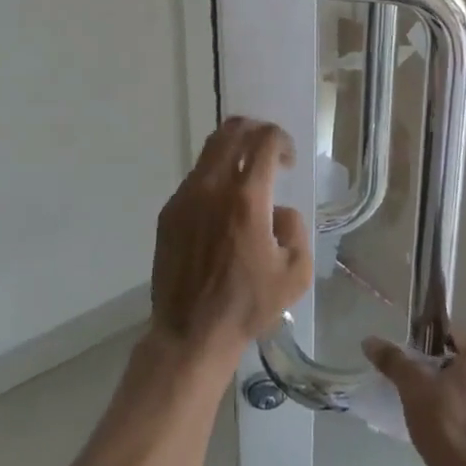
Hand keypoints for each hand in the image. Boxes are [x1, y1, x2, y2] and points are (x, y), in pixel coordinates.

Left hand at [150, 118, 312, 379]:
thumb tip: (277, 209)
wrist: (191, 334)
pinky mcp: (169, 211)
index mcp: (247, 198)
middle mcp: (214, 187)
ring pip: (210, 151)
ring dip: (233, 151)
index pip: (265, 141)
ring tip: (245, 173)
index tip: (288, 160)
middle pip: (233, 131)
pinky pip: (195, 178)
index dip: (282, 141)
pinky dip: (214, 177)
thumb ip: (295, 227)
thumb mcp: (296, 273)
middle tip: (268, 150)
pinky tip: (221, 206)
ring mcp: (186, 196)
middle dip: (255, 131)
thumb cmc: (248, 305)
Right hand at [364, 332, 465, 465]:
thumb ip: (392, 360)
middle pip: (460, 364)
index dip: (426, 345)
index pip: (451, 336)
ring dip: (448, 395)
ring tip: (423, 409)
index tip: (410, 360)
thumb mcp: (412, 384)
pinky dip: (459, 416)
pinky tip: (439, 430)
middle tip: (414, 385)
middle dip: (437, 371)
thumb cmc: (444, 419)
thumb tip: (368, 341)